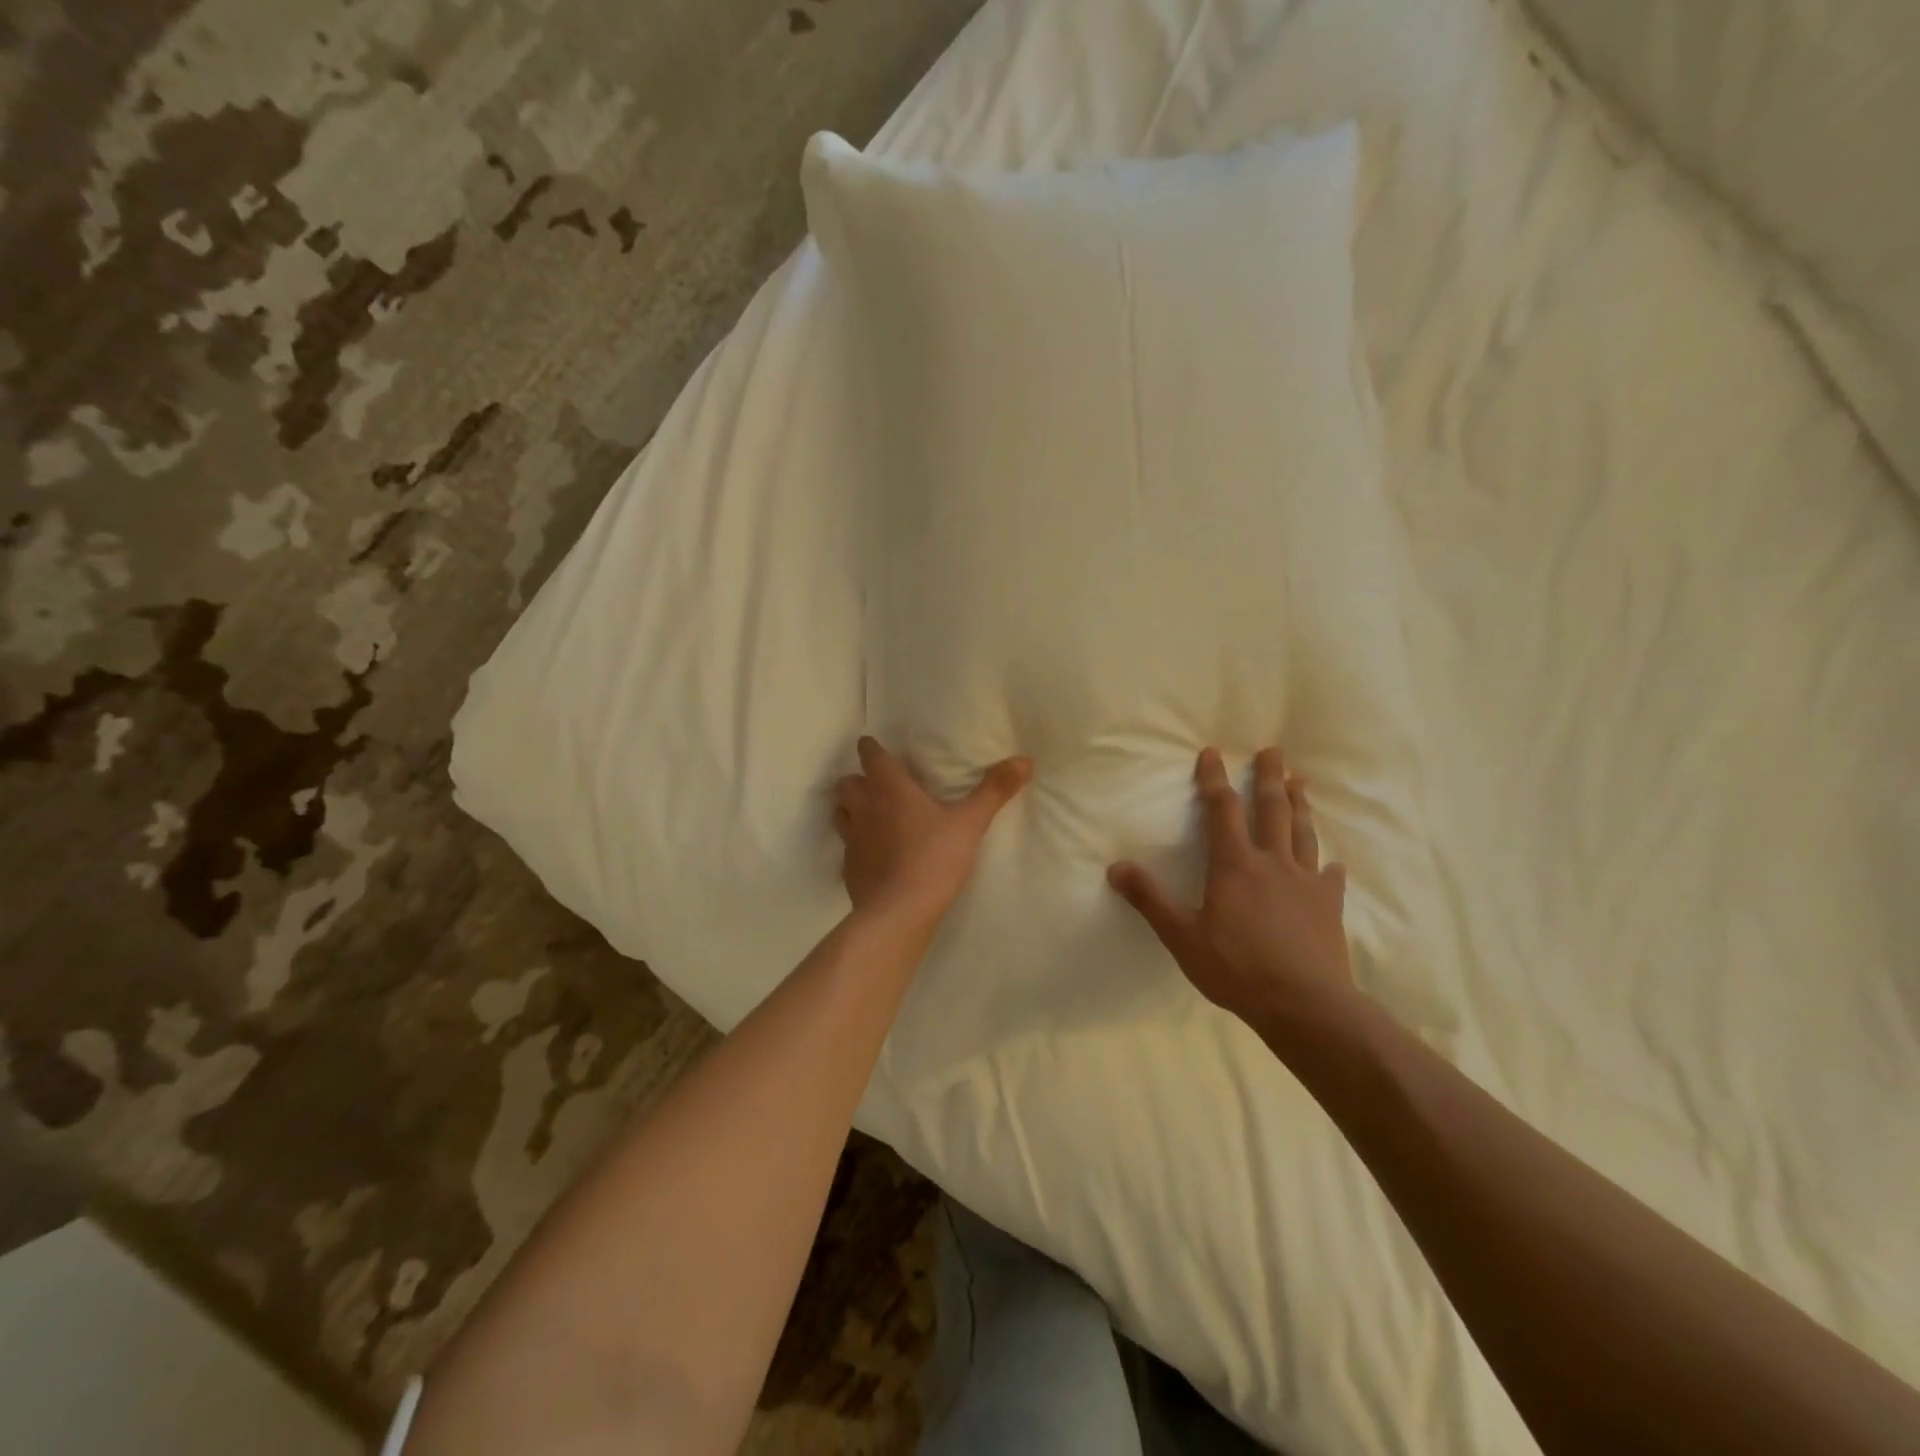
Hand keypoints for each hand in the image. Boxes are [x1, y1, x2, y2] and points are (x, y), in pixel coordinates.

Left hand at [834, 736, 1031, 926]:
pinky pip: (847, 846)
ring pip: (840, 811)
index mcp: (889, 788)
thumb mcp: (971, 822)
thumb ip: (994, 790)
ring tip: (871, 814)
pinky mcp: (849, 867)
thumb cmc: (934, 858)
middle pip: (847, 782)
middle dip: (859, 779)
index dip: (871, 749)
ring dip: (851, 807)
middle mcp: (864, 807)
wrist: (898, 912)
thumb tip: (1024, 760)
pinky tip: (873, 853)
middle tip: (878, 784)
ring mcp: (851, 839)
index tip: (875, 747)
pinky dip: (856, 843)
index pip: (870, 755)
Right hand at [1108, 746, 1352, 1027]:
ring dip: (1300, 806)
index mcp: (1234, 865)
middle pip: (1272, 810)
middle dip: (1270, 777)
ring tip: (1301, 783)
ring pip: (1303, 834)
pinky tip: (1334, 864)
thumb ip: (1150, 899)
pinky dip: (1329, 867)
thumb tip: (1115, 867)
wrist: (1305, 1004)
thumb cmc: (1236, 968)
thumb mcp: (1181, 936)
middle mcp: (1272, 863)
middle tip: (1274, 750)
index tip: (1212, 753)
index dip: (1215, 779)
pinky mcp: (1328, 906)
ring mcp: (1306, 883)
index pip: (1222, 810)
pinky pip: (1330, 878)